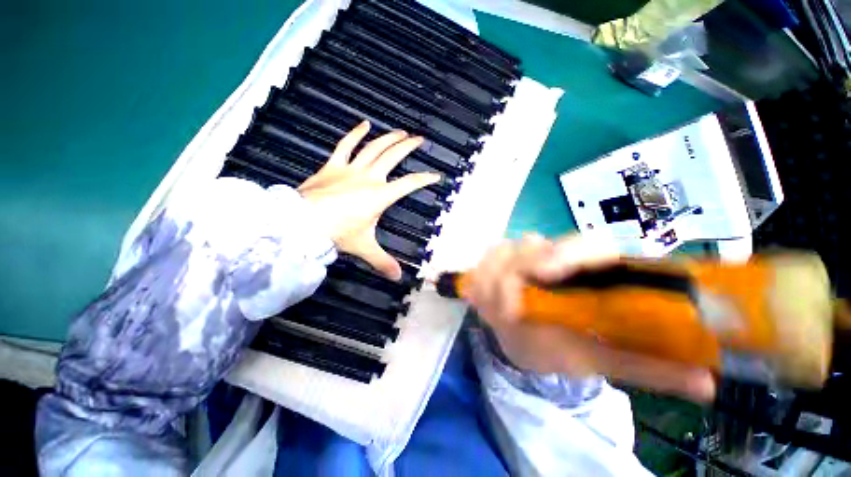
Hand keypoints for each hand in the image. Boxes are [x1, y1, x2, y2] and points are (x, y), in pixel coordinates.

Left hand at [299, 121, 439, 280]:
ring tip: (401, 131)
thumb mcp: (364, 247)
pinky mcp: (334, 166)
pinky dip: (355, 133)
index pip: (409, 184)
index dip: (424, 179)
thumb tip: (398, 278)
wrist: (302, 222)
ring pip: (374, 147)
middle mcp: (369, 178)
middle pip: (393, 157)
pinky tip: (365, 123)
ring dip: (389, 138)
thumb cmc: (337, 233)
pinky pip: (346, 145)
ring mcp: (351, 169)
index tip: (436, 175)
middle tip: (420, 139)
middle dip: (408, 147)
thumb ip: (382, 261)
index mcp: (380, 196)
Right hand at [464, 233, 716, 401]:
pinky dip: (480, 278)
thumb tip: (709, 384)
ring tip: (495, 308)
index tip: (548, 273)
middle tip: (507, 305)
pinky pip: (482, 262)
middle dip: (517, 268)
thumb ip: (645, 367)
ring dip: (494, 276)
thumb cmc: (561, 344)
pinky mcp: (493, 261)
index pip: (583, 245)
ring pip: (501, 250)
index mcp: (585, 267)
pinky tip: (482, 298)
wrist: (523, 334)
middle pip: (530, 244)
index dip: (566, 254)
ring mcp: (516, 254)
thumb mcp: (600, 356)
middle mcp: (550, 253)